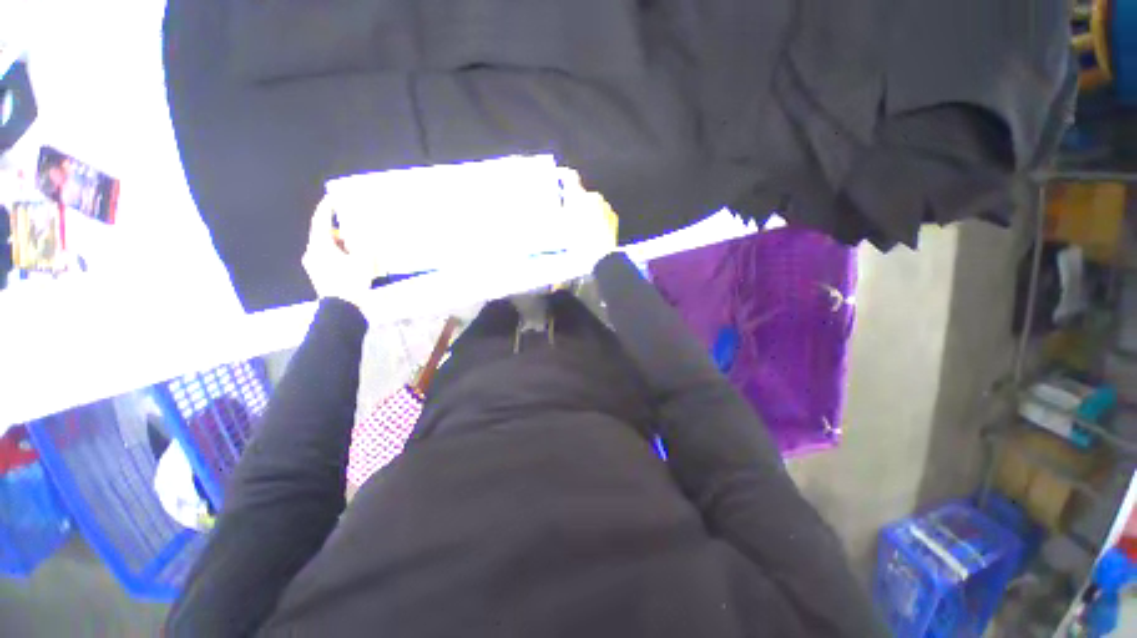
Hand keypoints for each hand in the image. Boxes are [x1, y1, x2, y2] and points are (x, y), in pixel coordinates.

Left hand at [302, 195, 377, 308]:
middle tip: (355, 227)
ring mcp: (315, 266)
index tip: (333, 198)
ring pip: (327, 247)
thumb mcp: (363, 260)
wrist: (343, 309)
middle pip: (324, 235)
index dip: (326, 209)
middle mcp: (313, 253)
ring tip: (359, 247)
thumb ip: (363, 243)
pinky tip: (354, 261)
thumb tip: (364, 231)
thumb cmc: (351, 282)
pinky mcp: (320, 275)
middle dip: (339, 230)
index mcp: (320, 246)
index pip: (320, 221)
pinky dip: (340, 254)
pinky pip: (329, 258)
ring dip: (341, 244)